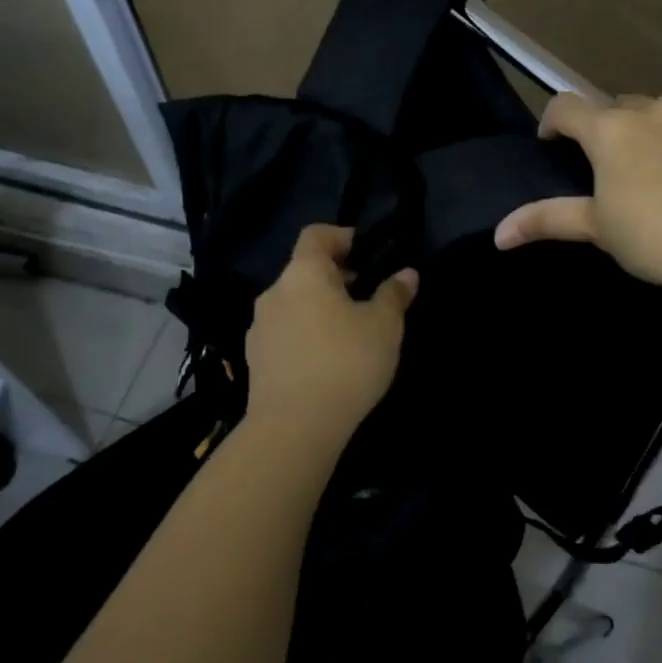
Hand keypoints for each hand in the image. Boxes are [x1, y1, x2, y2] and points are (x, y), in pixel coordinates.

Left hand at [245, 225, 417, 442]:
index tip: (367, 253)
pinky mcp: (255, 359)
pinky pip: (285, 333)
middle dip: (335, 277)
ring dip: (319, 308)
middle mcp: (274, 292)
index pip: (317, 234)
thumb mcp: (384, 326)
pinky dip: (305, 334)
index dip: (342, 236)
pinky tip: (326, 360)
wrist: (293, 428)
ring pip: (294, 303)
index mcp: (304, 273)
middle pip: (305, 270)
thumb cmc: (345, 363)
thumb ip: (394, 294)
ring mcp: (259, 327)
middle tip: (367, 296)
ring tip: (349, 332)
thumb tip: (407, 273)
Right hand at [495, 93, 661, 296]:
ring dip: (652, 129)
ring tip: (659, 169)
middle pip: (617, 107)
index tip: (553, 145)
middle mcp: (652, 110)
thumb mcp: (596, 228)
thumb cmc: (653, 237)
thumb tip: (498, 234)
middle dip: (608, 130)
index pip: (565, 106)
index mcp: (610, 131)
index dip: (553, 122)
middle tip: (612, 169)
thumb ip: (546, 220)